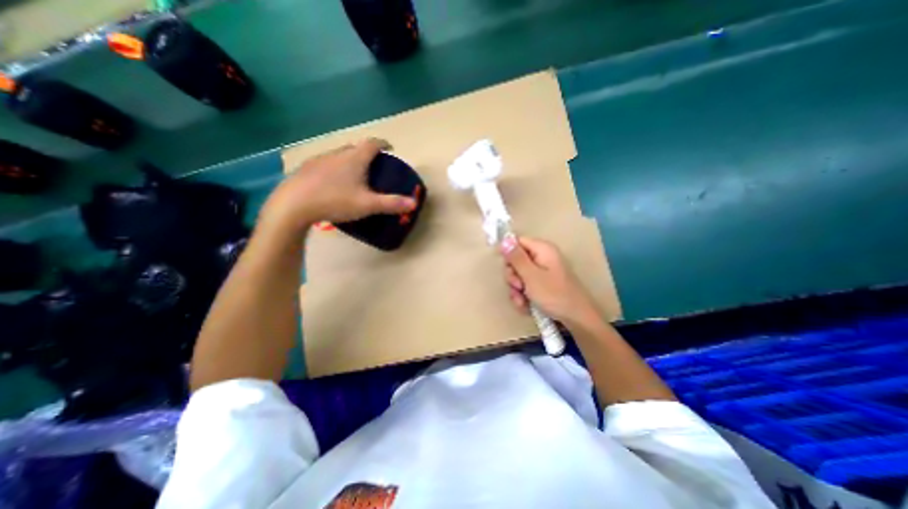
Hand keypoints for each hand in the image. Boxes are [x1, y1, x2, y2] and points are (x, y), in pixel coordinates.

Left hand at [258, 138, 418, 235]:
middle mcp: (337, 154)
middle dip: (367, 153)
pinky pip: (327, 164)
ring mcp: (319, 160)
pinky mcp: (307, 169)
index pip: (372, 143)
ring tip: (355, 175)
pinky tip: (333, 184)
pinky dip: (335, 169)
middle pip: (355, 148)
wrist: (293, 205)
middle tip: (374, 165)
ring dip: (350, 161)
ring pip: (340, 156)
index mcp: (354, 159)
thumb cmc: (335, 200)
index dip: (383, 144)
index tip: (390, 148)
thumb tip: (414, 203)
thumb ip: (392, 203)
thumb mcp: (368, 204)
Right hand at [503, 236, 600, 326]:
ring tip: (522, 300)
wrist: (577, 318)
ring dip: (516, 289)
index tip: (505, 267)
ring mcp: (542, 272)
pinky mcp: (542, 285)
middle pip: (516, 260)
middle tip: (518, 286)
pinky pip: (526, 286)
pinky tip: (525, 305)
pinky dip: (523, 295)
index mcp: (542, 249)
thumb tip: (504, 240)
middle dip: (513, 276)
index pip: (518, 242)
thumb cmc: (554, 295)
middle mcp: (542, 257)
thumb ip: (516, 258)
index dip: (508, 253)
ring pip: (519, 275)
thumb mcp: (531, 276)